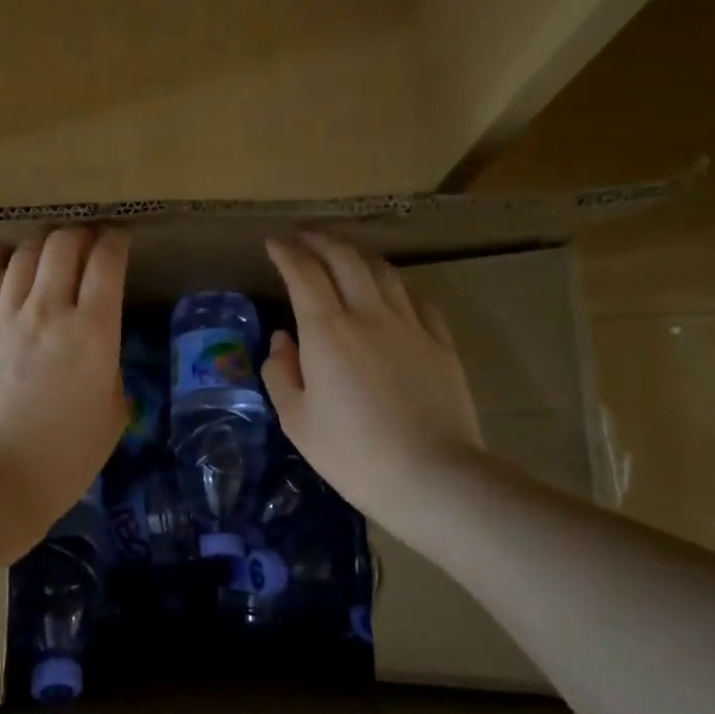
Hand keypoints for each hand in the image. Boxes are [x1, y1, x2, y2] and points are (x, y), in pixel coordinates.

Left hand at [0, 227, 127, 544]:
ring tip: (46, 252)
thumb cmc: (66, 458)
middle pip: (63, 246)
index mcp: (93, 332)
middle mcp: (47, 311)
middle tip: (85, 244)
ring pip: (22, 256)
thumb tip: (96, 343)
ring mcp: (1, 317)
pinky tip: (0, 256)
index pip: (107, 262)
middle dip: (79, 235)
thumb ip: (110, 365)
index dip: (116, 243)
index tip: (118, 243)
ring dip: (40, 245)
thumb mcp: (114, 413)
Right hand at [263, 232, 483, 540]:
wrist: (431, 476)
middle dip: (320, 240)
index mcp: (328, 331)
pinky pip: (416, 298)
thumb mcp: (297, 420)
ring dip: (357, 254)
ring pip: (383, 271)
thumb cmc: (353, 454)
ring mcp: (411, 325)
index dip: (286, 252)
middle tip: (303, 238)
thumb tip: (283, 340)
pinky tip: (390, 290)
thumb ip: (282, 372)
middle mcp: (369, 314)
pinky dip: (395, 284)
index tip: (273, 244)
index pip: (304, 273)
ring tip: (342, 254)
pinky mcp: (441, 343)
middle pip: (345, 258)